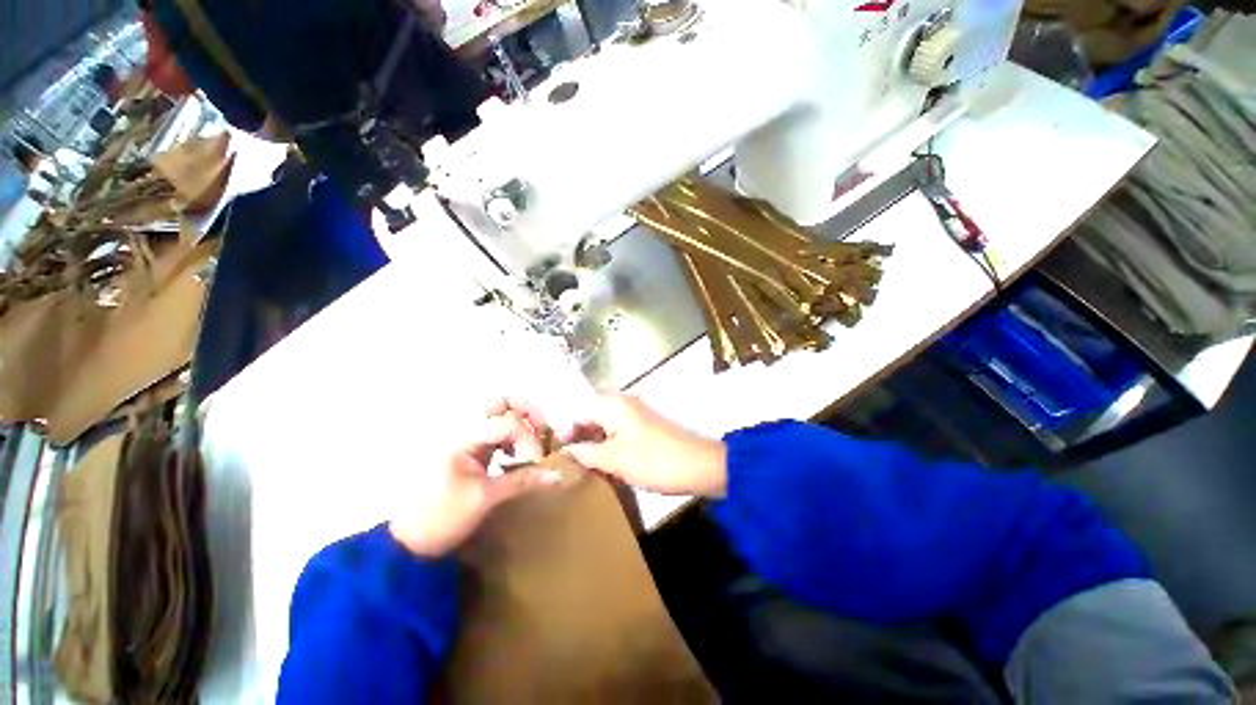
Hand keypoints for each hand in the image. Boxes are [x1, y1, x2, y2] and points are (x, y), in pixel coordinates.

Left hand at [389, 399, 561, 556]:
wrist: (409, 541)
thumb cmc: (443, 518)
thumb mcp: (486, 498)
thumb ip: (523, 481)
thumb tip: (558, 476)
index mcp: (461, 438)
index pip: (505, 423)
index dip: (528, 438)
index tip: (539, 459)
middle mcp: (462, 429)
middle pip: (499, 401)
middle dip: (526, 411)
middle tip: (542, 429)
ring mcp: (464, 437)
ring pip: (498, 412)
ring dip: (521, 420)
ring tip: (533, 440)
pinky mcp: (469, 446)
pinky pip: (496, 429)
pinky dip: (512, 434)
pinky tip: (516, 453)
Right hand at [563, 394, 727, 497]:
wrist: (699, 465)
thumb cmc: (654, 461)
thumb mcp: (615, 460)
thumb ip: (587, 453)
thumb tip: (568, 450)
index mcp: (613, 405)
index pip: (578, 410)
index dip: (566, 430)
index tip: (558, 452)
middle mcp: (623, 403)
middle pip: (591, 415)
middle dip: (579, 436)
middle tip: (570, 460)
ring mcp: (636, 414)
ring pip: (605, 424)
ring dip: (594, 442)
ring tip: (585, 464)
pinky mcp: (645, 427)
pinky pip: (619, 431)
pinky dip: (609, 445)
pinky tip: (606, 463)